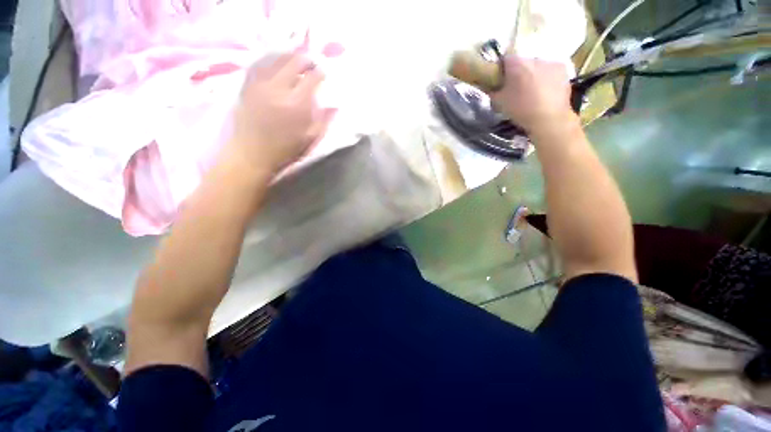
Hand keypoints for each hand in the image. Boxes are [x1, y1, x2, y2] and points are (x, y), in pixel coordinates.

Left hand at [226, 53, 333, 176]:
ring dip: (288, 56)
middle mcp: (278, 89)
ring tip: (295, 58)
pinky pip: (259, 64)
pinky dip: (269, 59)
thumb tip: (335, 105)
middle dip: (305, 59)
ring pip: (275, 59)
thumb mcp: (310, 139)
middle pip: (294, 62)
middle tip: (311, 62)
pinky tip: (275, 61)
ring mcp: (260, 85)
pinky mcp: (247, 85)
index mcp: (297, 105)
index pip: (312, 79)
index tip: (324, 72)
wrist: (252, 154)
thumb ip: (323, 120)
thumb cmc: (285, 150)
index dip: (320, 72)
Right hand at [490, 56, 576, 133]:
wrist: (549, 118)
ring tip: (532, 92)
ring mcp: (550, 62)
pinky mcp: (563, 69)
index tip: (500, 81)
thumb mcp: (499, 103)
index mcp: (517, 64)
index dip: (501, 69)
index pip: (505, 59)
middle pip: (522, 62)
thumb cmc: (520, 109)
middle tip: (516, 88)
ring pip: (537, 66)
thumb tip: (488, 86)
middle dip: (519, 72)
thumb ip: (492, 91)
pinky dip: (546, 78)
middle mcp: (534, 58)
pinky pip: (550, 70)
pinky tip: (544, 92)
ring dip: (533, 75)